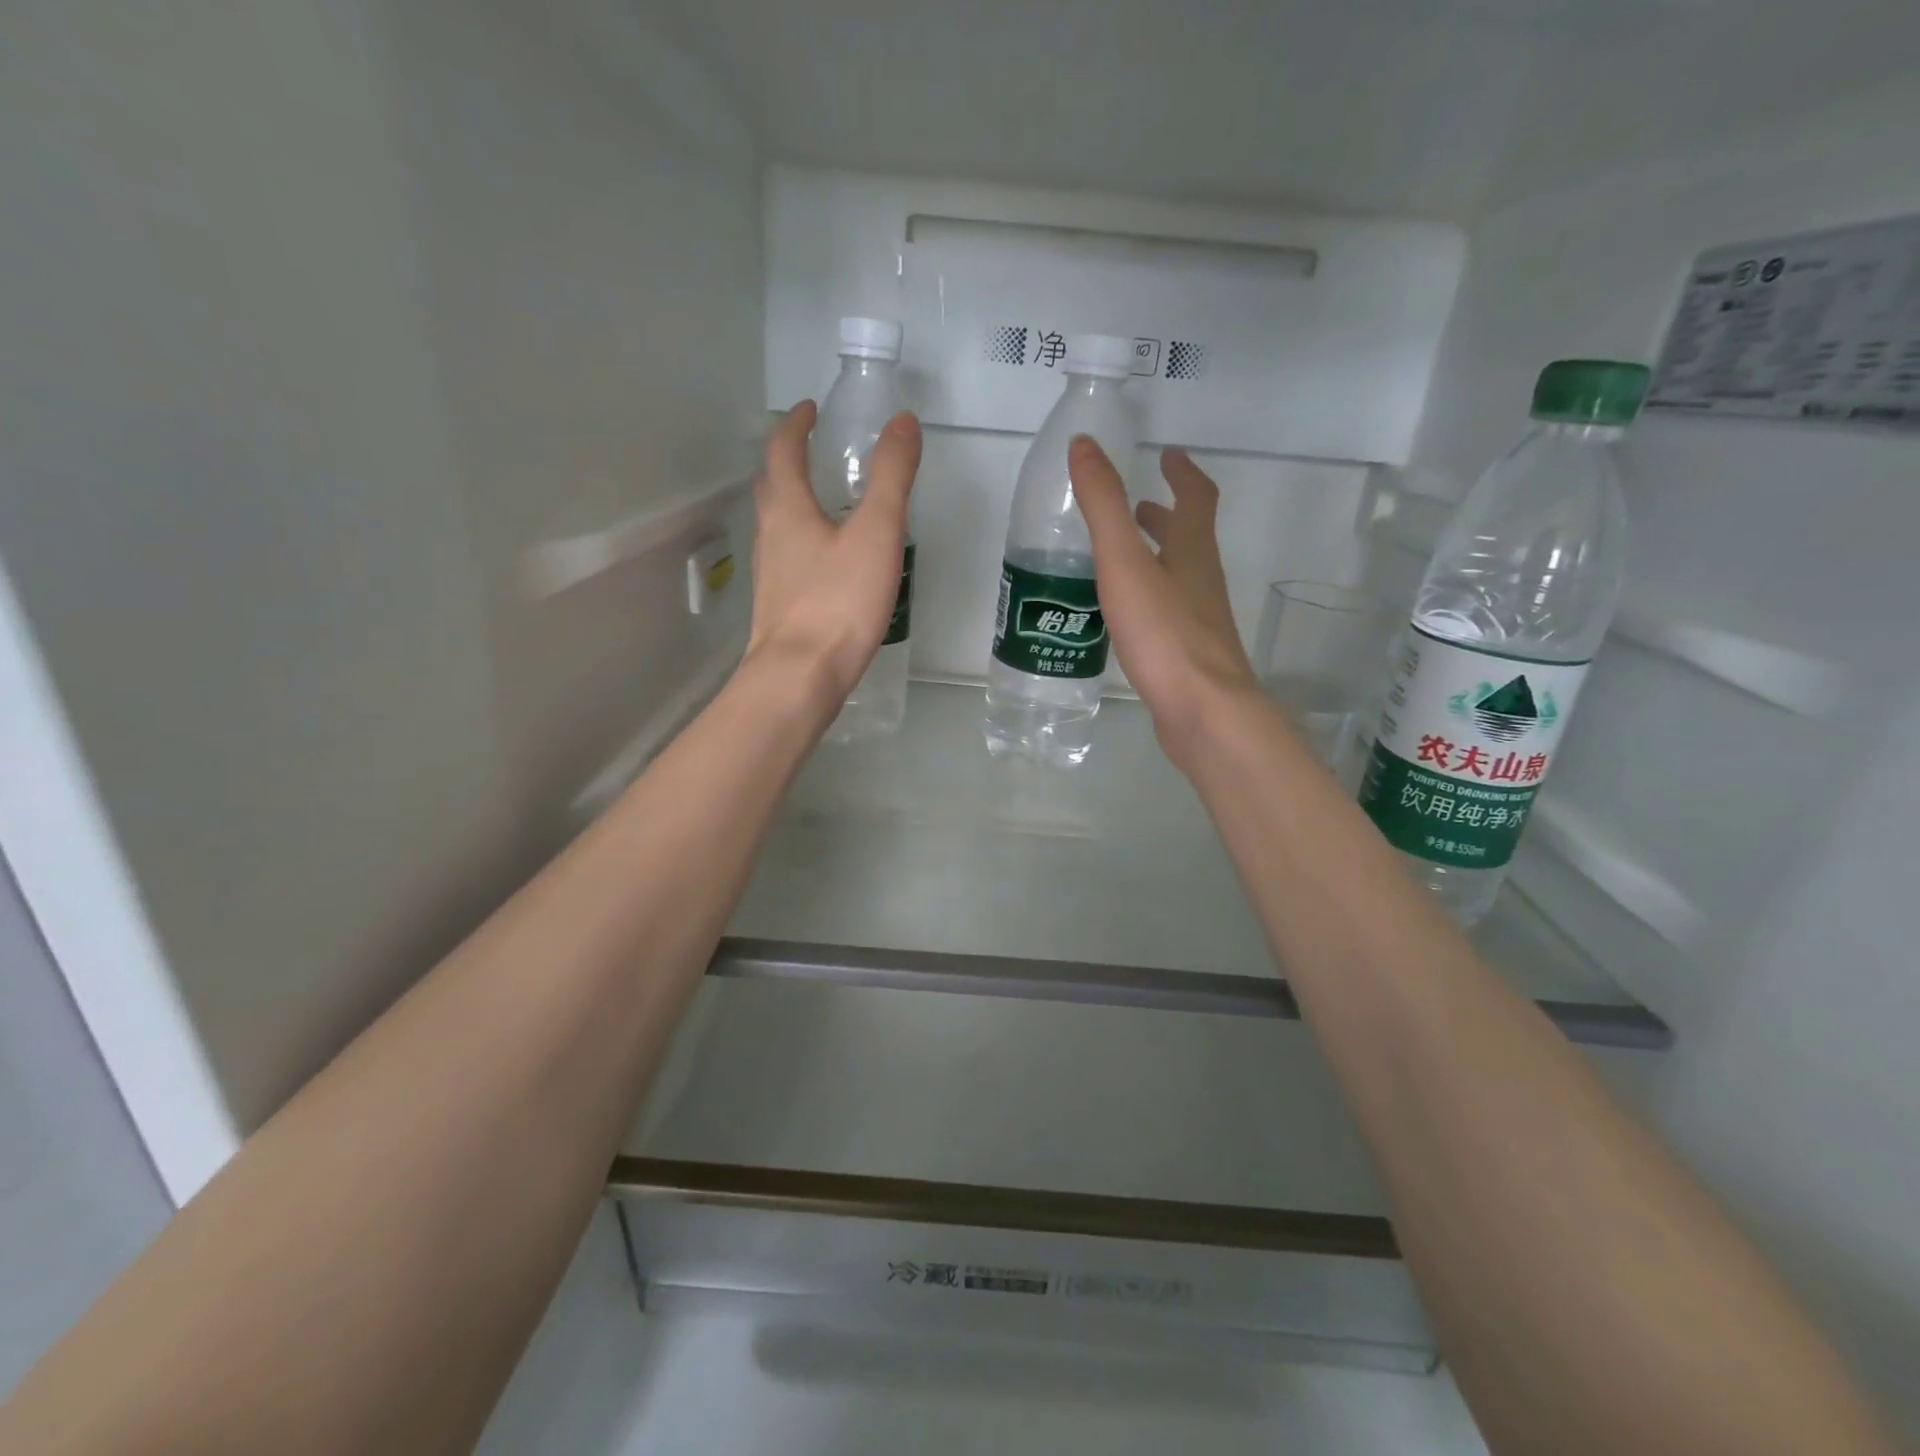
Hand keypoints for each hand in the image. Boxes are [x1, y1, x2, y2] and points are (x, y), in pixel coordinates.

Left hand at [745, 400, 923, 702]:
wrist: (800, 676)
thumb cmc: (838, 602)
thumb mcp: (876, 534)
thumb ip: (891, 477)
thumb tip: (902, 422)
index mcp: (788, 509)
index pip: (782, 450)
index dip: (796, 425)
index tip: (810, 409)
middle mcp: (769, 536)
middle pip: (771, 486)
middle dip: (789, 460)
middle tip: (814, 450)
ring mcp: (769, 574)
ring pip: (776, 524)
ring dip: (793, 502)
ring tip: (825, 501)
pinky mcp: (778, 606)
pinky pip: (786, 558)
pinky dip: (802, 541)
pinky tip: (826, 562)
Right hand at [1070, 437, 1259, 763]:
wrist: (1203, 712)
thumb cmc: (1166, 634)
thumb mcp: (1126, 563)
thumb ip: (1104, 506)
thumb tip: (1084, 445)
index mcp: (1192, 552)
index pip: (1196, 498)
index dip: (1183, 472)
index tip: (1169, 454)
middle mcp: (1201, 582)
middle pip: (1189, 538)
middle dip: (1164, 517)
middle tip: (1138, 506)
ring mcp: (1198, 622)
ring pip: (1177, 577)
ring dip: (1155, 558)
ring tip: (1121, 558)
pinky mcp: (1187, 656)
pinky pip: (1167, 613)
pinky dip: (1147, 598)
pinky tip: (1122, 617)